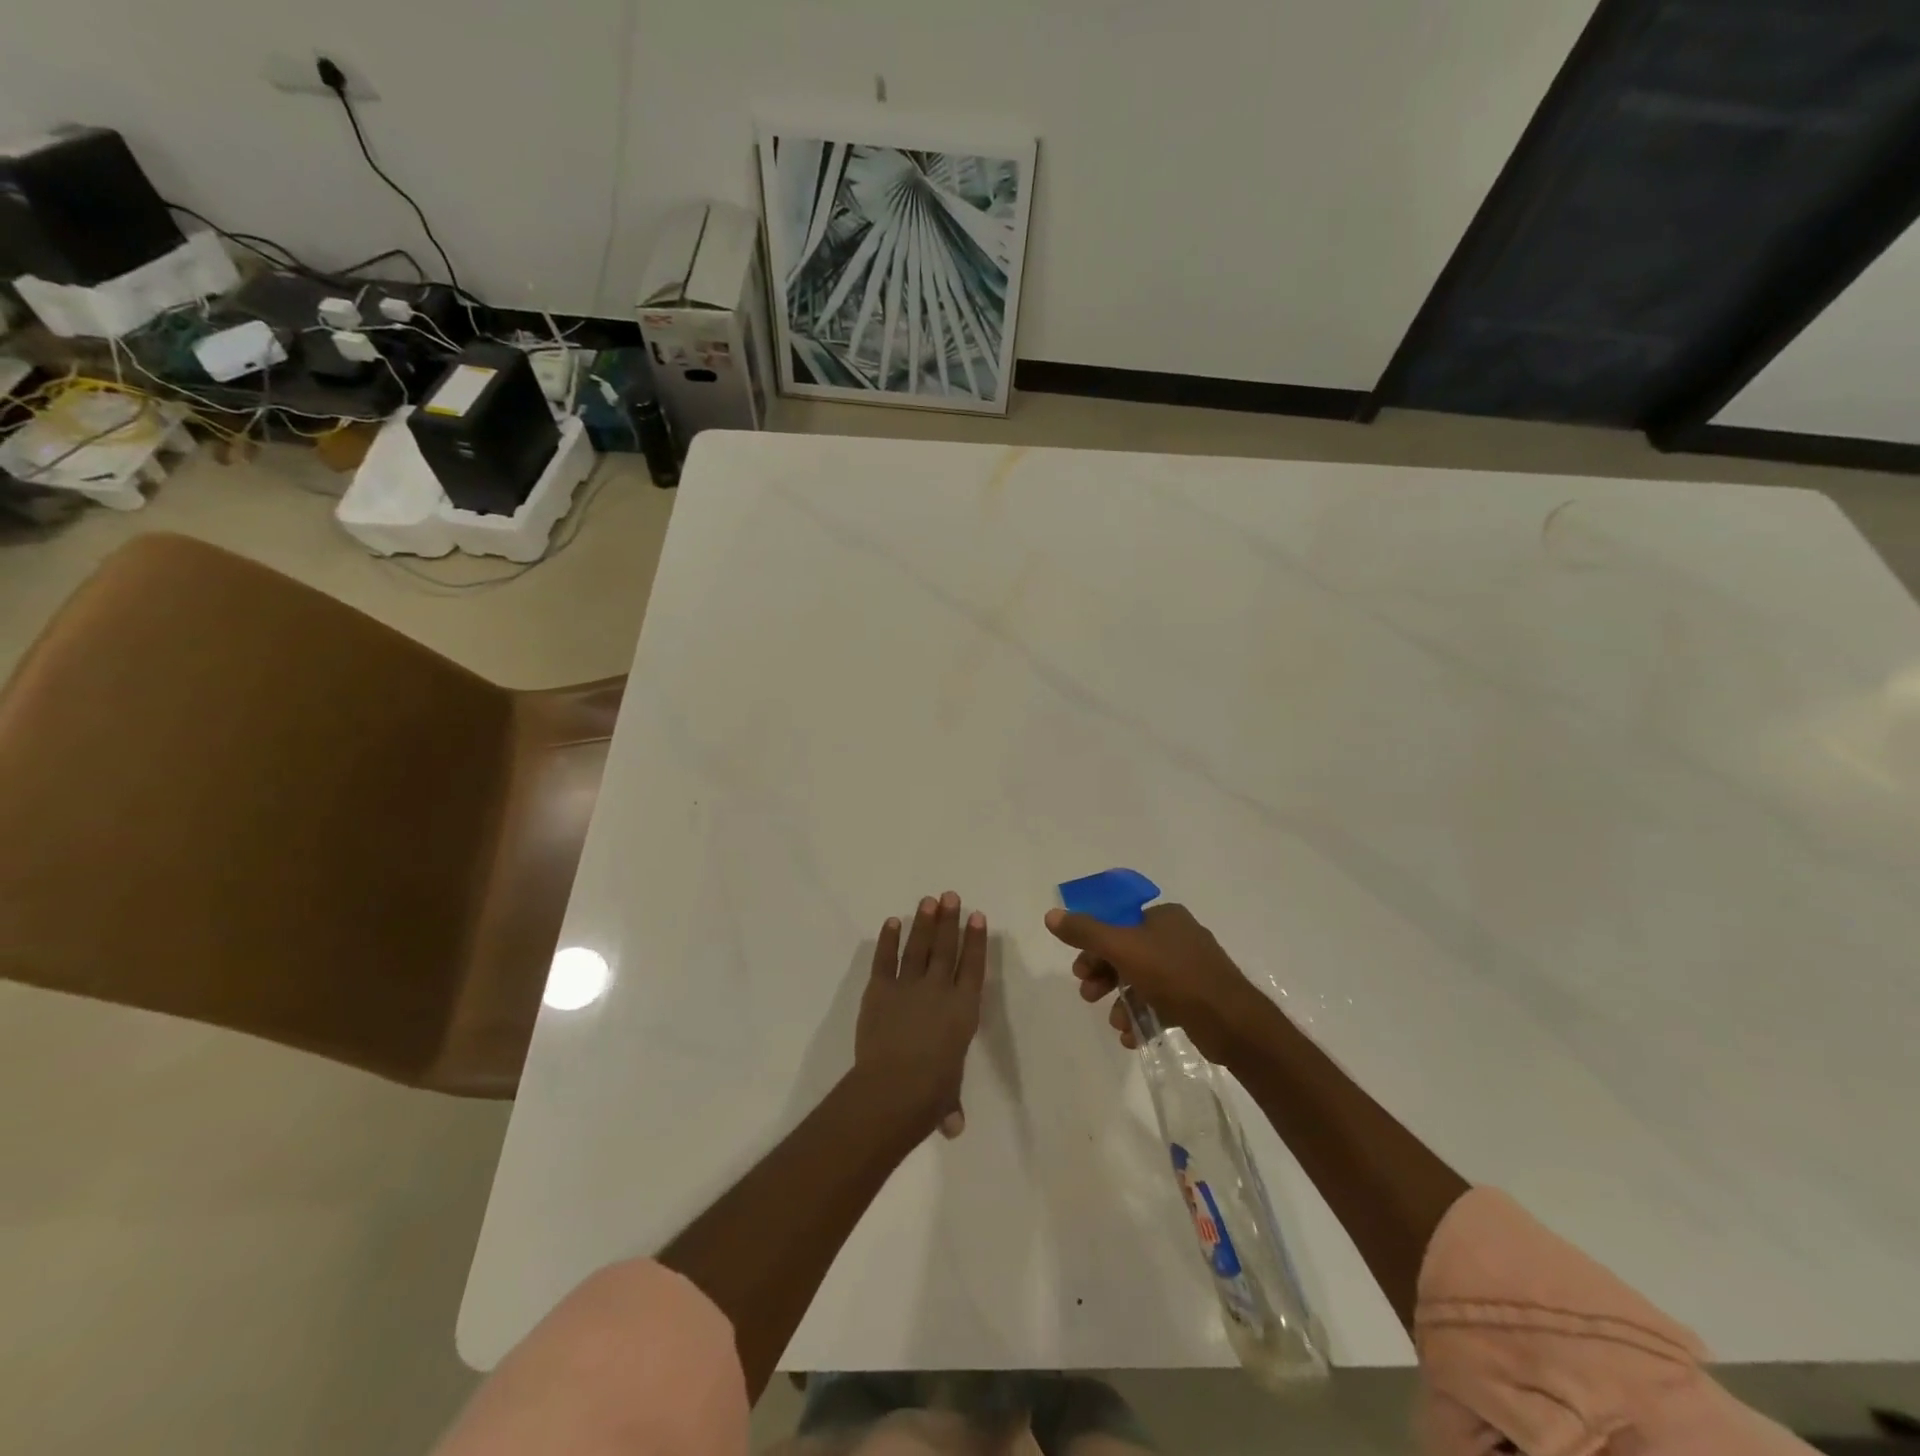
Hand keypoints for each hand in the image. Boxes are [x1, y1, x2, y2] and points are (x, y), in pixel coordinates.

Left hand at [856, 892, 986, 1139]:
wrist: (894, 1087)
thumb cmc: (931, 1094)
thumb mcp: (947, 1098)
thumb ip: (950, 1104)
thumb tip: (953, 1127)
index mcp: (963, 1009)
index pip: (973, 966)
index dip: (975, 940)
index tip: (977, 916)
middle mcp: (939, 990)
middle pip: (946, 947)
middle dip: (949, 920)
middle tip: (951, 896)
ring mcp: (908, 986)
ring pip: (918, 947)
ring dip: (924, 923)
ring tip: (929, 900)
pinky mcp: (880, 990)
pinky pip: (885, 959)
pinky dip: (888, 939)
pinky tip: (892, 922)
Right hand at [1044, 903, 1267, 1063]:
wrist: (1231, 1022)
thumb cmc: (1174, 975)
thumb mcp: (1122, 948)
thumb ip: (1085, 932)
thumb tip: (1051, 915)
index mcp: (1164, 916)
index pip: (1117, 923)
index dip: (1094, 945)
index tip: (1079, 970)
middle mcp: (1178, 936)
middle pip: (1127, 952)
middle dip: (1105, 976)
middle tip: (1088, 996)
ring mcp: (1191, 968)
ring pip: (1142, 980)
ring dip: (1122, 1001)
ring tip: (1116, 1024)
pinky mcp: (1198, 998)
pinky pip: (1161, 1002)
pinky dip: (1143, 1016)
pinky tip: (1133, 1036)